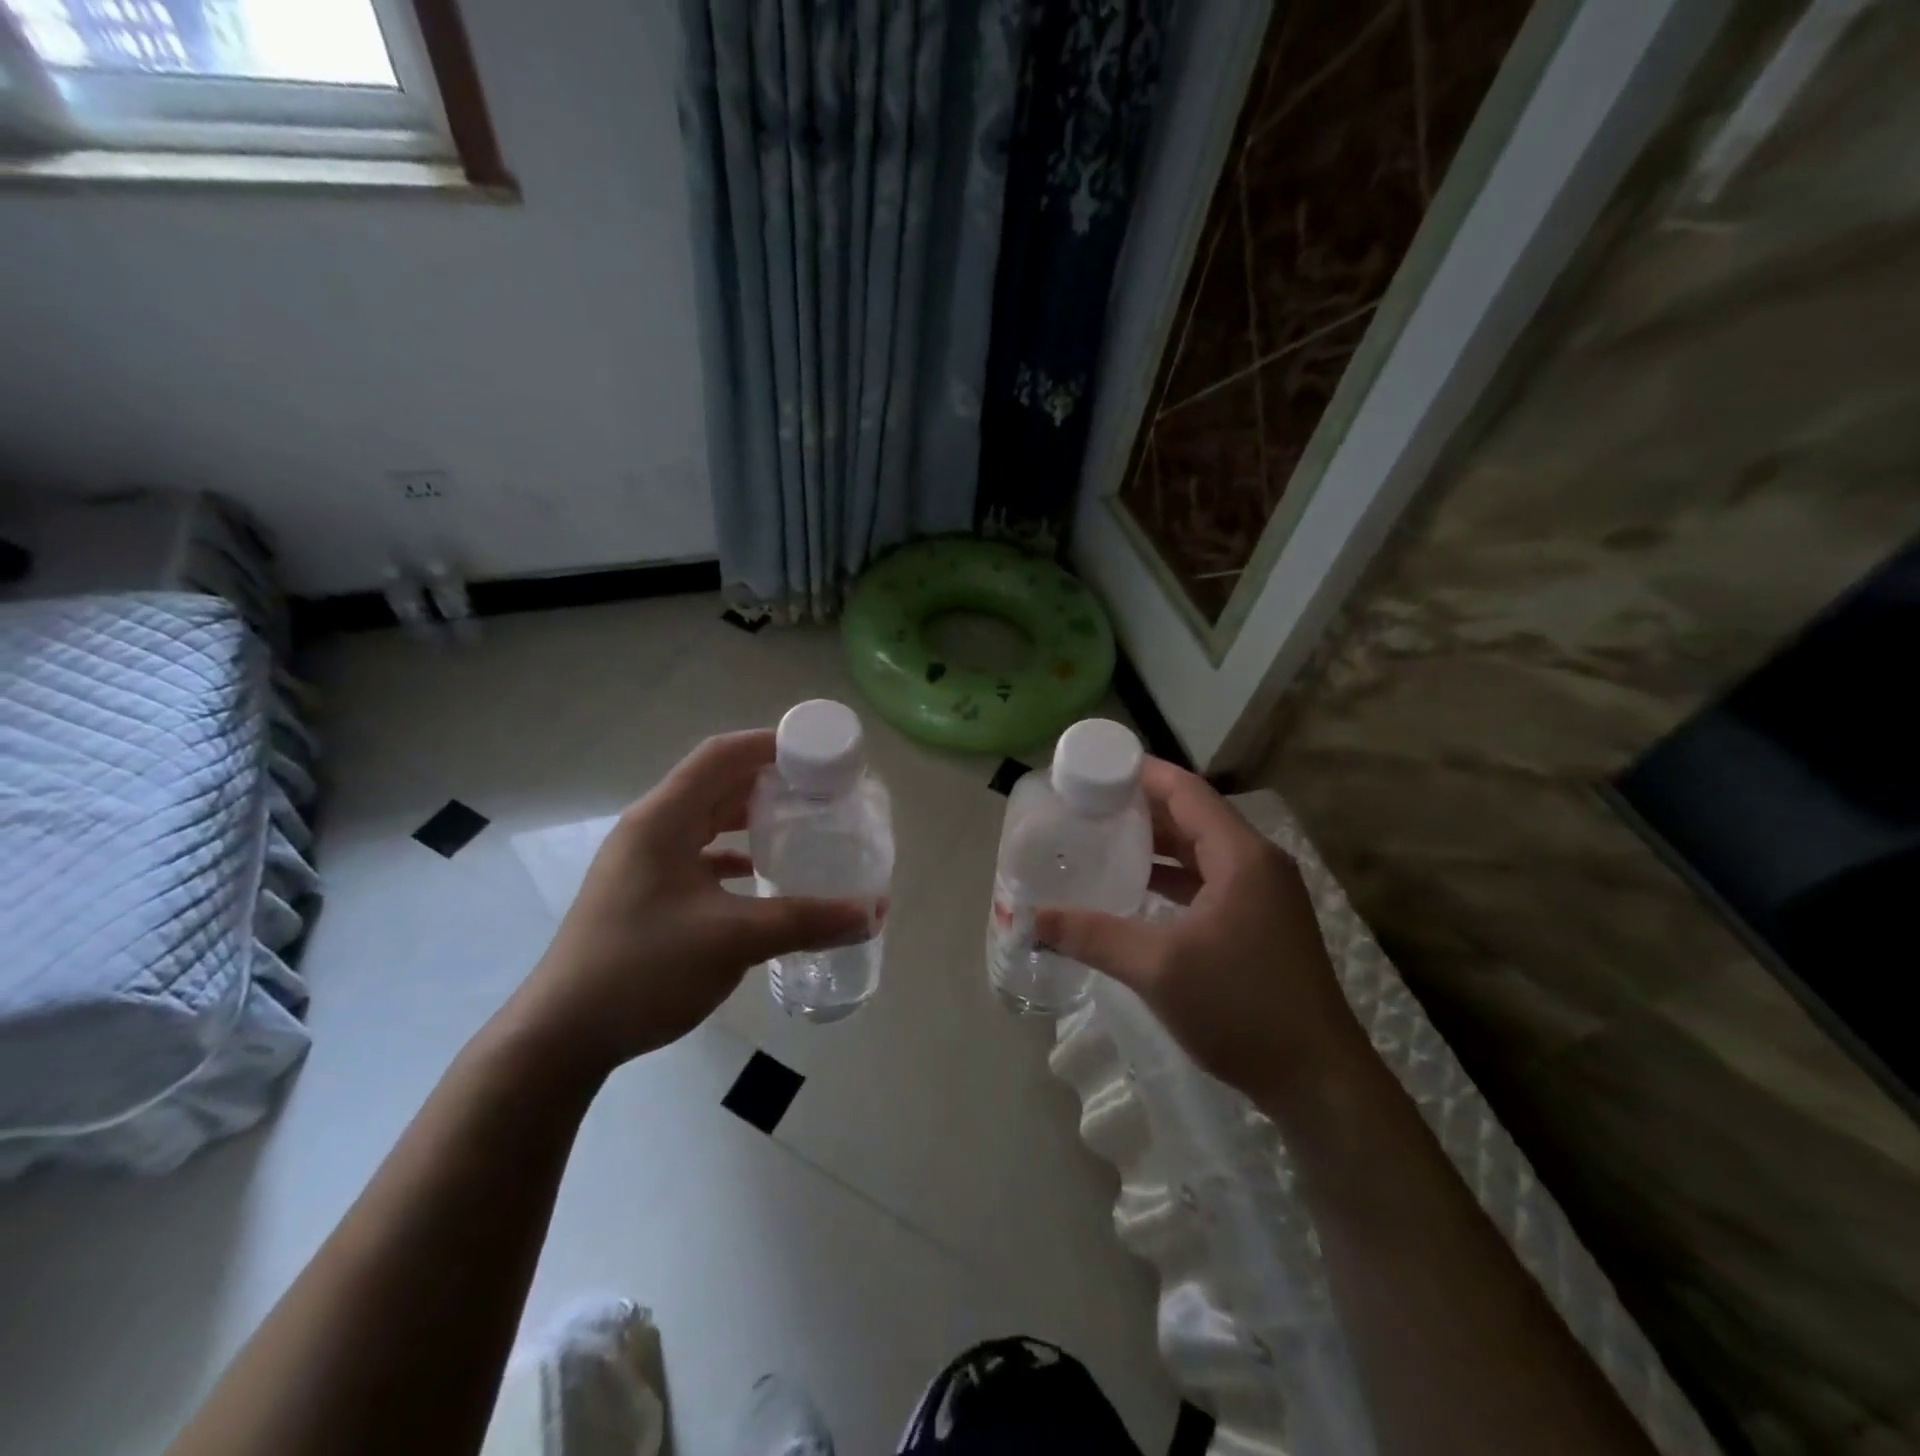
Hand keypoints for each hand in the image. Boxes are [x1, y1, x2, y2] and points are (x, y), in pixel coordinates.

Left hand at [512, 731, 870, 1073]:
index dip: (770, 744)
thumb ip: (807, 921)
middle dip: (769, 781)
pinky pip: (698, 857)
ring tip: (800, 825)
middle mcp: (650, 830)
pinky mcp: (645, 894)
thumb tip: (874, 912)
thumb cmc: (643, 969)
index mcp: (662, 819)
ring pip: (706, 822)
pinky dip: (733, 856)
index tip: (819, 752)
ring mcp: (644, 863)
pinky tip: (762, 876)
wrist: (561, 1037)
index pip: (721, 755)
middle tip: (820, 790)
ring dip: (750, 819)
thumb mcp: (733, 940)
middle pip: (716, 784)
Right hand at [1035, 760, 1366, 1110]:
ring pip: (1200, 851)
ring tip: (1101, 839)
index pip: (1186, 790)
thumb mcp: (1157, 967)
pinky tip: (1136, 889)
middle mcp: (1256, 863)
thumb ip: (1091, 934)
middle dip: (1140, 808)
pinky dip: (1172, 878)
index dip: (1139, 773)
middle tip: (1086, 805)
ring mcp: (1263, 895)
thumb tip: (1031, 918)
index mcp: (1241, 855)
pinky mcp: (1260, 925)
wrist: (1318, 1081)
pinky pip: (1208, 881)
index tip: (1093, 768)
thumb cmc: (1241, 1008)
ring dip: (1155, 844)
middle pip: (1192, 816)